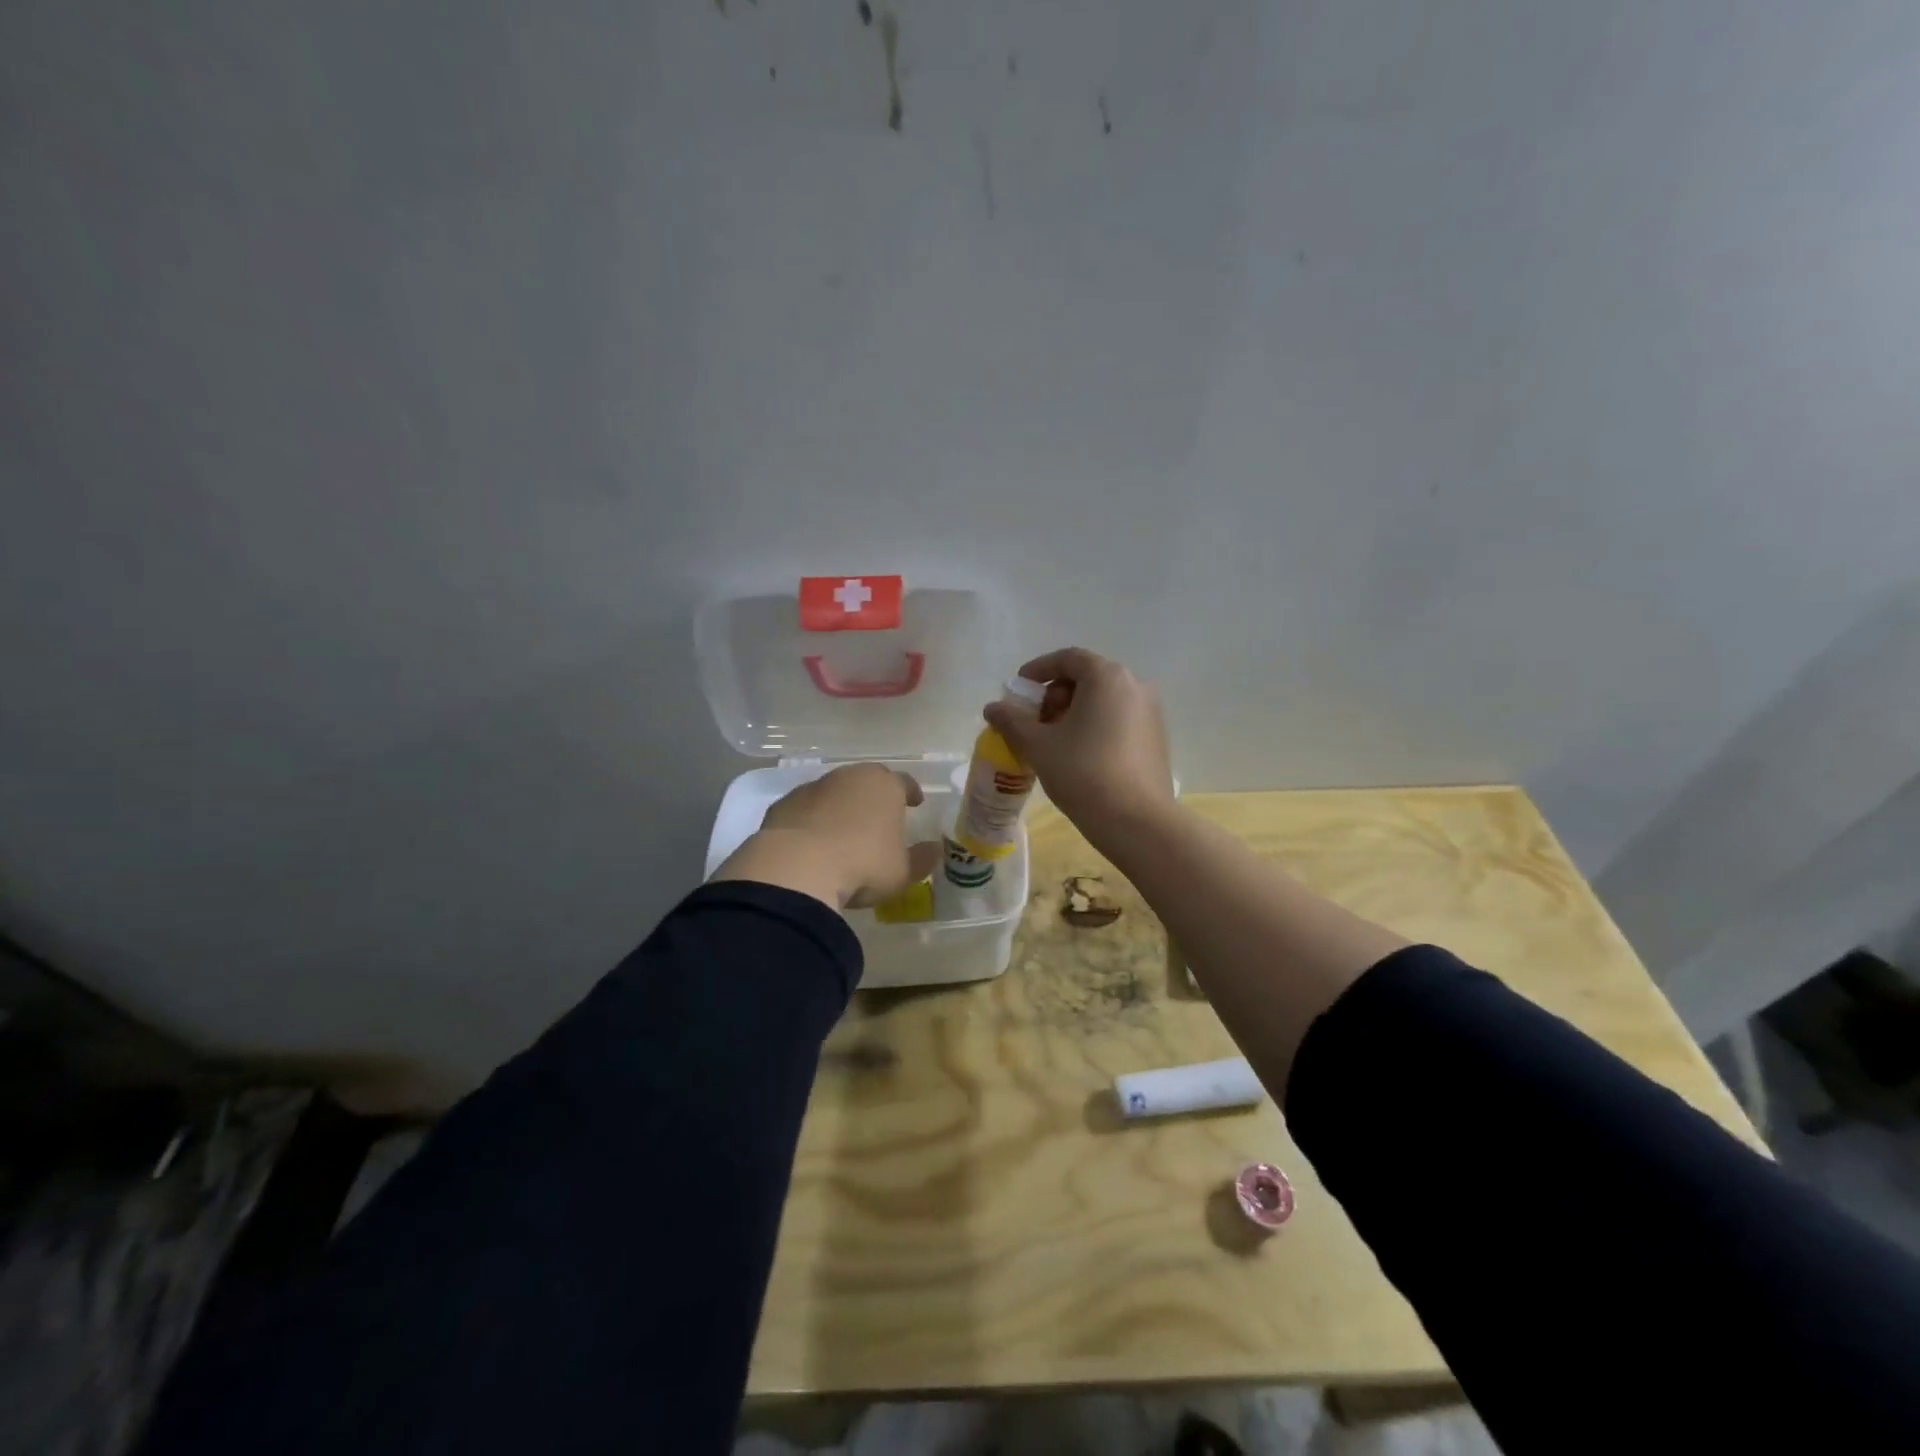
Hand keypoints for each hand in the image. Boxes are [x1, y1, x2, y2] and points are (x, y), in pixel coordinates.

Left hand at [711, 763, 940, 910]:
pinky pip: (805, 810)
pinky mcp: (783, 804)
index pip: (904, 782)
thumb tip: (934, 850)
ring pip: (833, 792)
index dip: (911, 792)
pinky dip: (811, 821)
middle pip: (866, 781)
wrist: (796, 869)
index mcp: (884, 785)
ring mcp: (813, 788)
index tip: (915, 803)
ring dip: (840, 808)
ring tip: (843, 834)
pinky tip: (812, 843)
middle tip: (878, 818)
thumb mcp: (902, 872)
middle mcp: (849, 777)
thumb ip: (921, 859)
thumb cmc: (862, 865)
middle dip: (873, 797)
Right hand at [982, 647, 1174, 843]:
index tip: (1019, 690)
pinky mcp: (1156, 737)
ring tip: (1053, 742)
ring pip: (1103, 700)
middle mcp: (1134, 685)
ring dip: (1074, 712)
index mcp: (1107, 677)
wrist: (1136, 821)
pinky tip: (1079, 755)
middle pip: (1087, 678)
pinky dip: (1095, 726)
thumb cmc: (1083, 773)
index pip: (1068, 658)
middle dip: (1055, 695)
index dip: (1039, 670)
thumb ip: (1012, 721)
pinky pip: (1118, 719)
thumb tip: (992, 708)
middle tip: (1034, 721)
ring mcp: (1151, 712)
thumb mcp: (1039, 746)